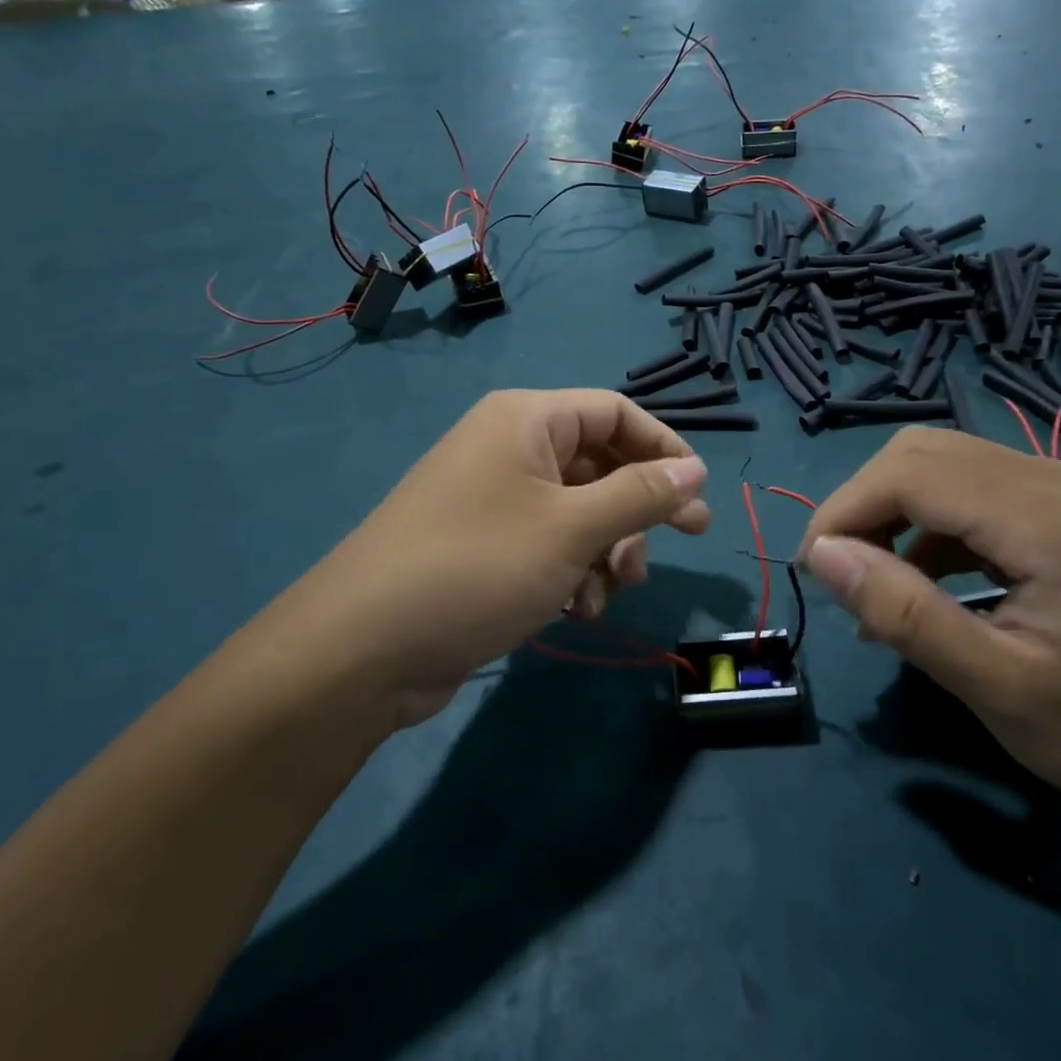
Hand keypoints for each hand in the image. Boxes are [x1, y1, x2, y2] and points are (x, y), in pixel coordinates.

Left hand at [282, 390, 710, 728]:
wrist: (364, 648)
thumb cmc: (479, 566)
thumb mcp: (573, 528)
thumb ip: (641, 494)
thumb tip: (696, 469)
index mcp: (527, 420)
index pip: (615, 412)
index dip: (663, 447)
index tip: (697, 493)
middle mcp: (509, 448)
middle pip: (599, 463)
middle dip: (638, 509)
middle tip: (682, 542)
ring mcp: (493, 497)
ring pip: (579, 509)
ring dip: (608, 548)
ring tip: (611, 592)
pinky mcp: (484, 544)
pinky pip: (549, 542)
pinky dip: (573, 570)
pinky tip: (576, 609)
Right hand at [798, 428, 1060, 829]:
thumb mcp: (1001, 688)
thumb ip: (906, 614)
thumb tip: (823, 555)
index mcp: (1048, 518)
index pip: (911, 473)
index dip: (846, 510)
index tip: (814, 570)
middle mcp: (1058, 479)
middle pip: (924, 451)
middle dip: (864, 504)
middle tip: (841, 573)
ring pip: (946, 463)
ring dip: (894, 512)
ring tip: (875, 584)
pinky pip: (977, 489)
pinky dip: (932, 525)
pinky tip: (926, 583)